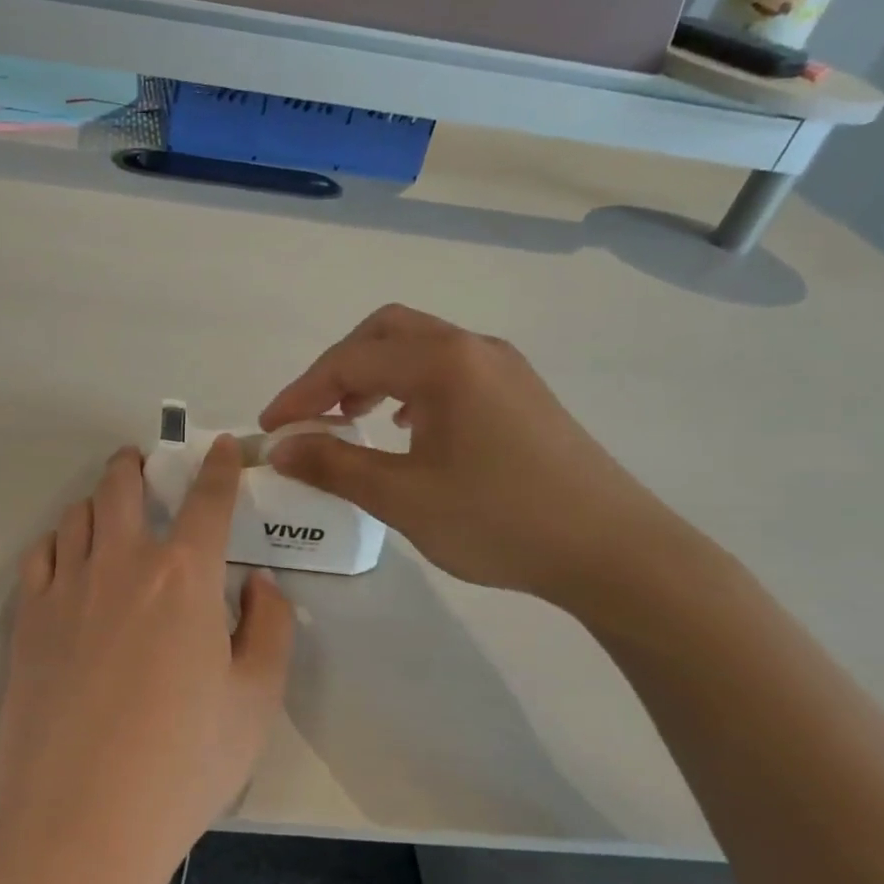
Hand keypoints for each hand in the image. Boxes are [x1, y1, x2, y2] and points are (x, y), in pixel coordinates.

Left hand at [0, 440, 294, 883]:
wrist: (82, 823)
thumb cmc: (183, 765)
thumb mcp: (255, 702)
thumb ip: (269, 630)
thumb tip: (260, 586)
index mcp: (184, 578)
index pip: (208, 501)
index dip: (220, 467)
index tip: (223, 448)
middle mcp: (122, 564)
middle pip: (122, 487)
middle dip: (136, 465)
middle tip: (143, 464)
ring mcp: (66, 589)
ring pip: (77, 516)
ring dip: (98, 503)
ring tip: (109, 515)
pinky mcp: (27, 620)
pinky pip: (40, 556)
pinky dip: (59, 544)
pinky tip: (69, 562)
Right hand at [261, 304, 679, 603]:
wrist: (613, 551)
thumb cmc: (500, 520)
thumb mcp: (404, 498)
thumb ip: (335, 465)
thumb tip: (281, 448)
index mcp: (443, 363)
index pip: (351, 360)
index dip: (301, 391)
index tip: (270, 428)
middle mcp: (474, 348)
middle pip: (387, 332)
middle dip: (338, 367)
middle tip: (313, 413)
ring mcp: (504, 368)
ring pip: (421, 347)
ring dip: (375, 373)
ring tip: (352, 419)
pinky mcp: (522, 393)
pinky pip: (450, 369)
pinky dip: (411, 386)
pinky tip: (408, 429)